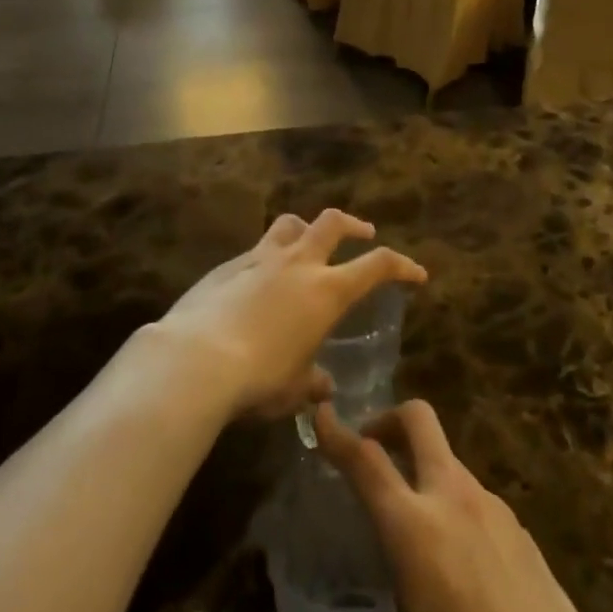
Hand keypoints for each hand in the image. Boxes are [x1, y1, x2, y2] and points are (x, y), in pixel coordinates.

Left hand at [151, 209, 425, 421]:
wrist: (196, 359)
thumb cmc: (259, 378)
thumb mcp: (294, 389)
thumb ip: (313, 382)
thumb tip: (323, 385)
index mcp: (327, 291)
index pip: (377, 265)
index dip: (402, 266)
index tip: (416, 274)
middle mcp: (298, 264)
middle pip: (333, 222)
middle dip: (353, 225)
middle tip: (363, 233)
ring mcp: (260, 258)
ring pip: (291, 224)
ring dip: (307, 229)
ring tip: (308, 243)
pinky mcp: (228, 265)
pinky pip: (256, 250)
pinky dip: (267, 257)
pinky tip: (258, 282)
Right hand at [307, 402, 612, 611]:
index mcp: (415, 530)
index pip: (366, 461)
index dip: (337, 433)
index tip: (321, 414)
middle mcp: (454, 501)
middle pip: (420, 420)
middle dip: (389, 419)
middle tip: (370, 448)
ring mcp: (495, 510)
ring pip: (450, 459)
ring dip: (424, 467)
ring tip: (411, 520)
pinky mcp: (524, 532)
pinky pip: (478, 498)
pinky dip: (455, 503)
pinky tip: (457, 560)